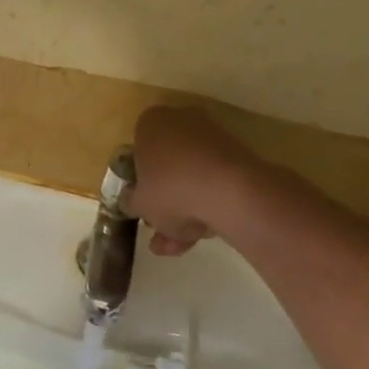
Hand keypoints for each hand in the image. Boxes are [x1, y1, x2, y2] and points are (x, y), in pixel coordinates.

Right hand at [123, 106, 266, 255]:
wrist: (232, 193)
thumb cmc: (171, 191)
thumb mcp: (139, 203)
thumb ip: (130, 201)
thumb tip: (130, 199)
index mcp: (152, 123)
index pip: (137, 149)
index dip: (138, 180)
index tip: (141, 203)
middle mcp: (183, 121)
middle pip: (167, 166)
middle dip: (163, 203)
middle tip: (159, 232)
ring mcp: (214, 138)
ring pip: (191, 178)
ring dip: (183, 213)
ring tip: (176, 247)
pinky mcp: (239, 156)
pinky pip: (213, 182)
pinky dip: (206, 206)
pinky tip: (200, 237)